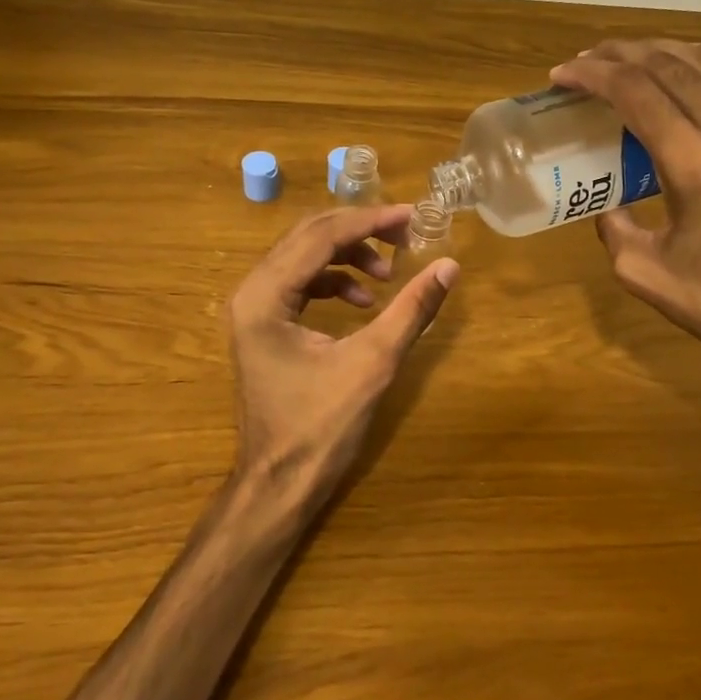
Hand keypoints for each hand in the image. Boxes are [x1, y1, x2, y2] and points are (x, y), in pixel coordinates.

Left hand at [226, 204, 458, 521]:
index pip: (321, 236)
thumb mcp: (372, 364)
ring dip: (349, 258)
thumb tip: (449, 266)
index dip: (371, 221)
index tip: (414, 216)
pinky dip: (335, 284)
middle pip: (308, 238)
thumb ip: (411, 310)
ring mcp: (253, 310)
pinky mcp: (264, 327)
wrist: (279, 483)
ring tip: (388, 275)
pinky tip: (365, 303)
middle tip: (407, 235)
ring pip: (305, 259)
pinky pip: (301, 285)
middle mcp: (250, 292)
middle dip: (361, 232)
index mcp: (264, 296)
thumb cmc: (320, 428)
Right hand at [550, 39, 700, 386]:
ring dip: (661, 51)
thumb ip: (613, 228)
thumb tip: (608, 203)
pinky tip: (695, 57)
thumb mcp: (643, 273)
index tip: (561, 75)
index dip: (592, 75)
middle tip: (585, 63)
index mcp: (693, 165)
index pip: (635, 92)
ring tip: (628, 57)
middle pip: (668, 65)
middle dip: (618, 56)